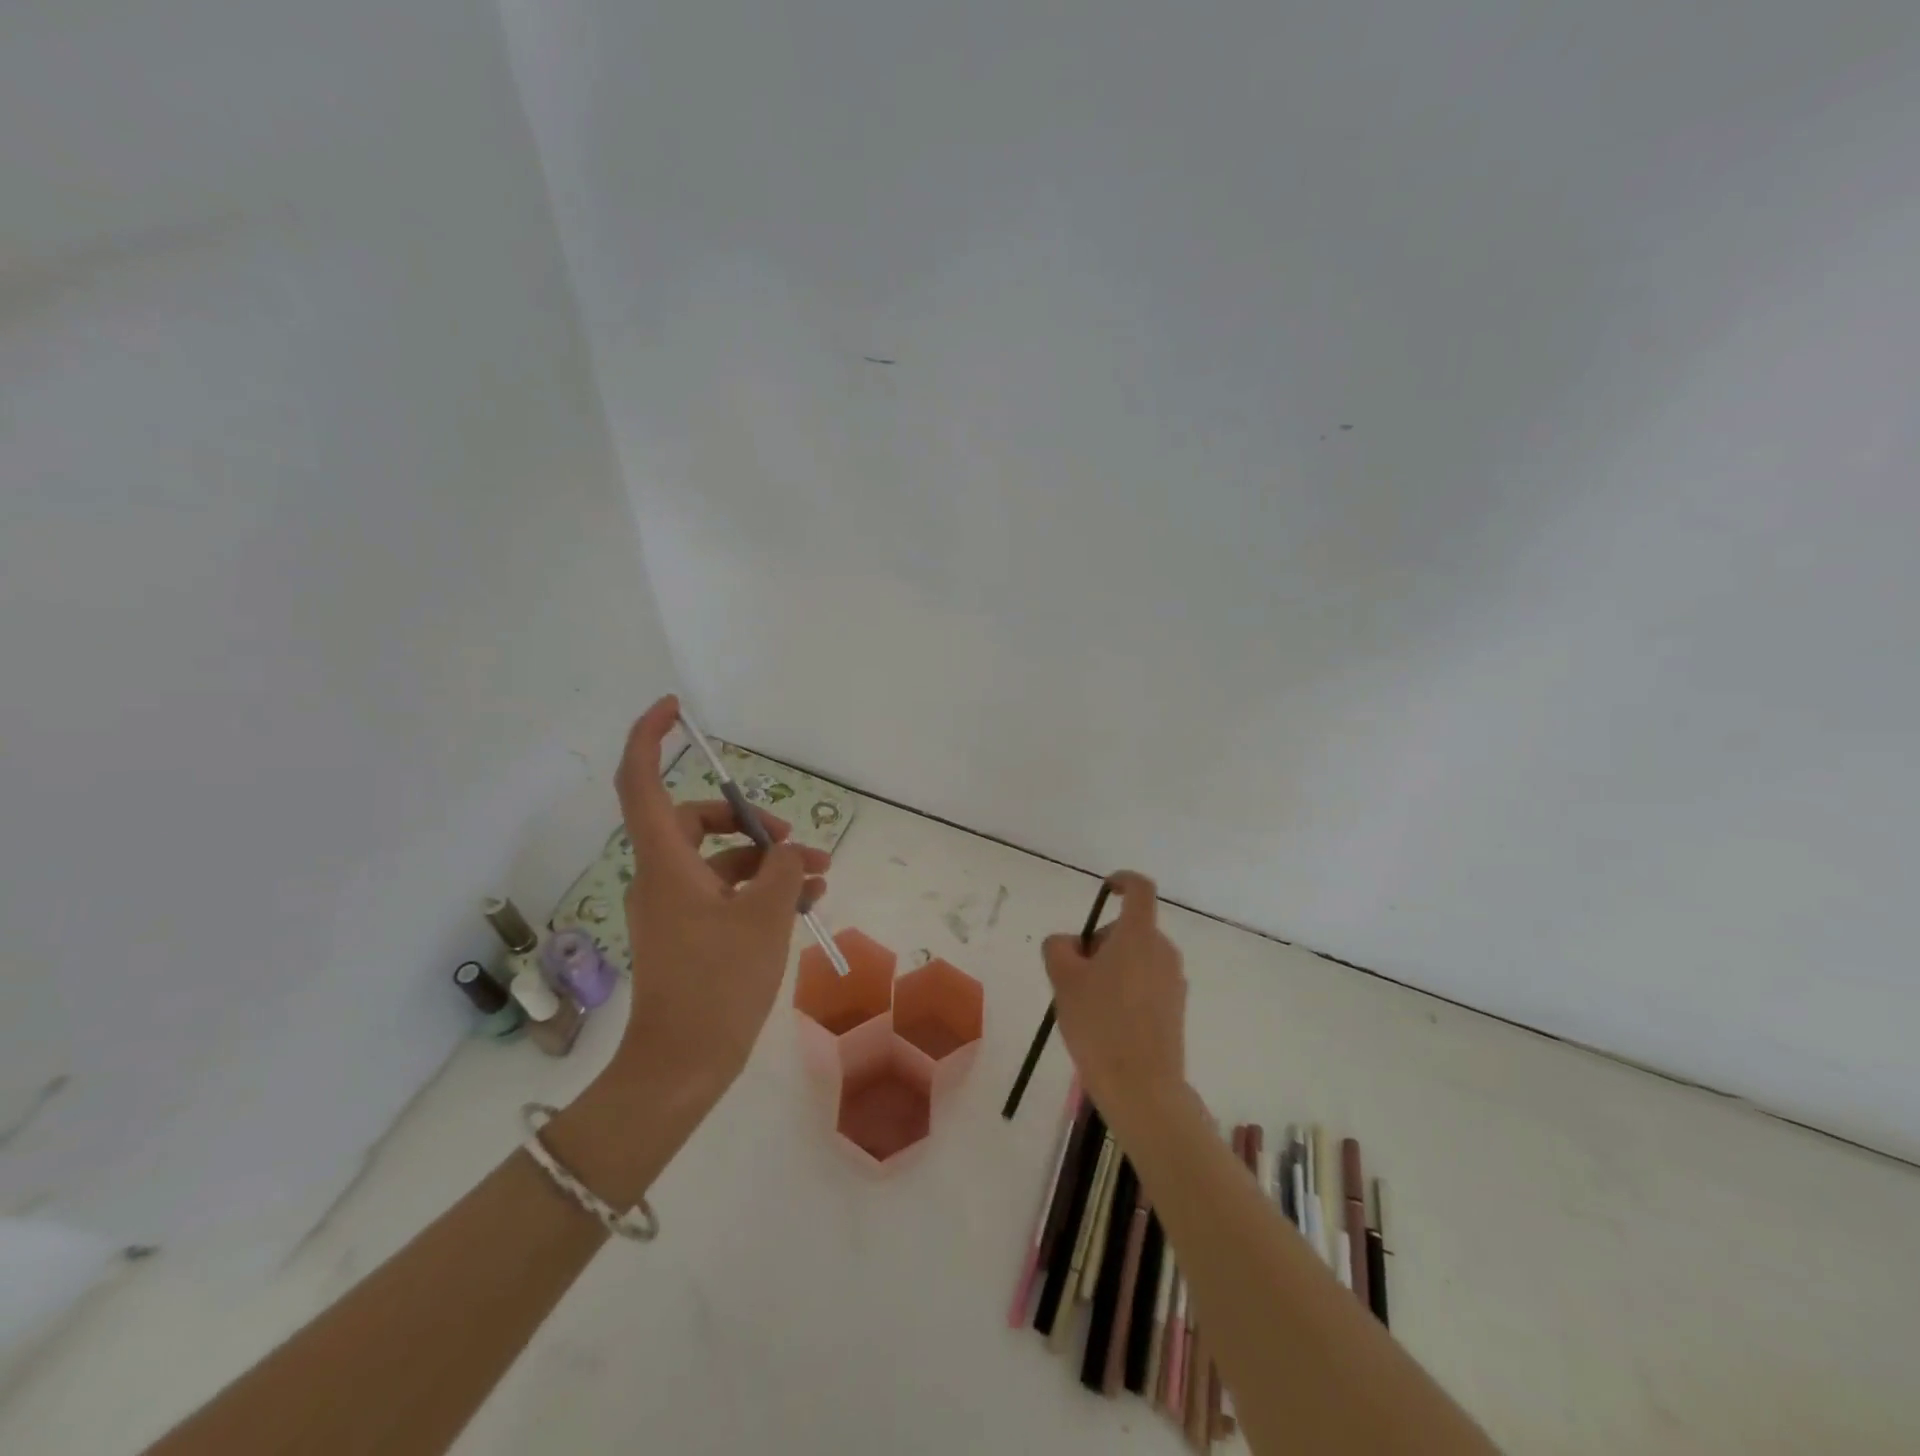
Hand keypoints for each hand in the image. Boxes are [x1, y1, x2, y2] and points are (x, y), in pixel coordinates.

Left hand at [609, 696, 830, 1101]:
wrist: (682, 1066)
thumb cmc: (718, 985)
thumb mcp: (764, 918)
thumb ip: (780, 870)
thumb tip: (784, 851)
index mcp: (666, 863)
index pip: (639, 783)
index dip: (649, 738)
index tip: (673, 709)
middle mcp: (663, 877)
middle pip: (696, 822)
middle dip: (750, 822)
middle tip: (791, 838)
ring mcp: (675, 907)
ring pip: (721, 861)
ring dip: (768, 862)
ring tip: (820, 877)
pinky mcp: (690, 933)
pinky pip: (726, 892)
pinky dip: (760, 890)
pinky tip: (805, 901)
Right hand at [1041, 871, 1186, 1117]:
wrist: (1141, 1086)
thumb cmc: (1099, 1023)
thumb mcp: (1063, 979)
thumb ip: (1059, 947)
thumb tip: (1070, 944)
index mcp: (1138, 934)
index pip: (1139, 888)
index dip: (1122, 881)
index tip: (1105, 891)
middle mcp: (1163, 950)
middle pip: (1129, 929)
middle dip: (1100, 943)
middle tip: (1074, 975)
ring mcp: (1174, 980)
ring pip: (1136, 958)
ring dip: (1112, 968)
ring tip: (1088, 1005)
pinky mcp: (1176, 1008)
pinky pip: (1147, 983)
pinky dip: (1126, 990)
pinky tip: (1108, 1025)